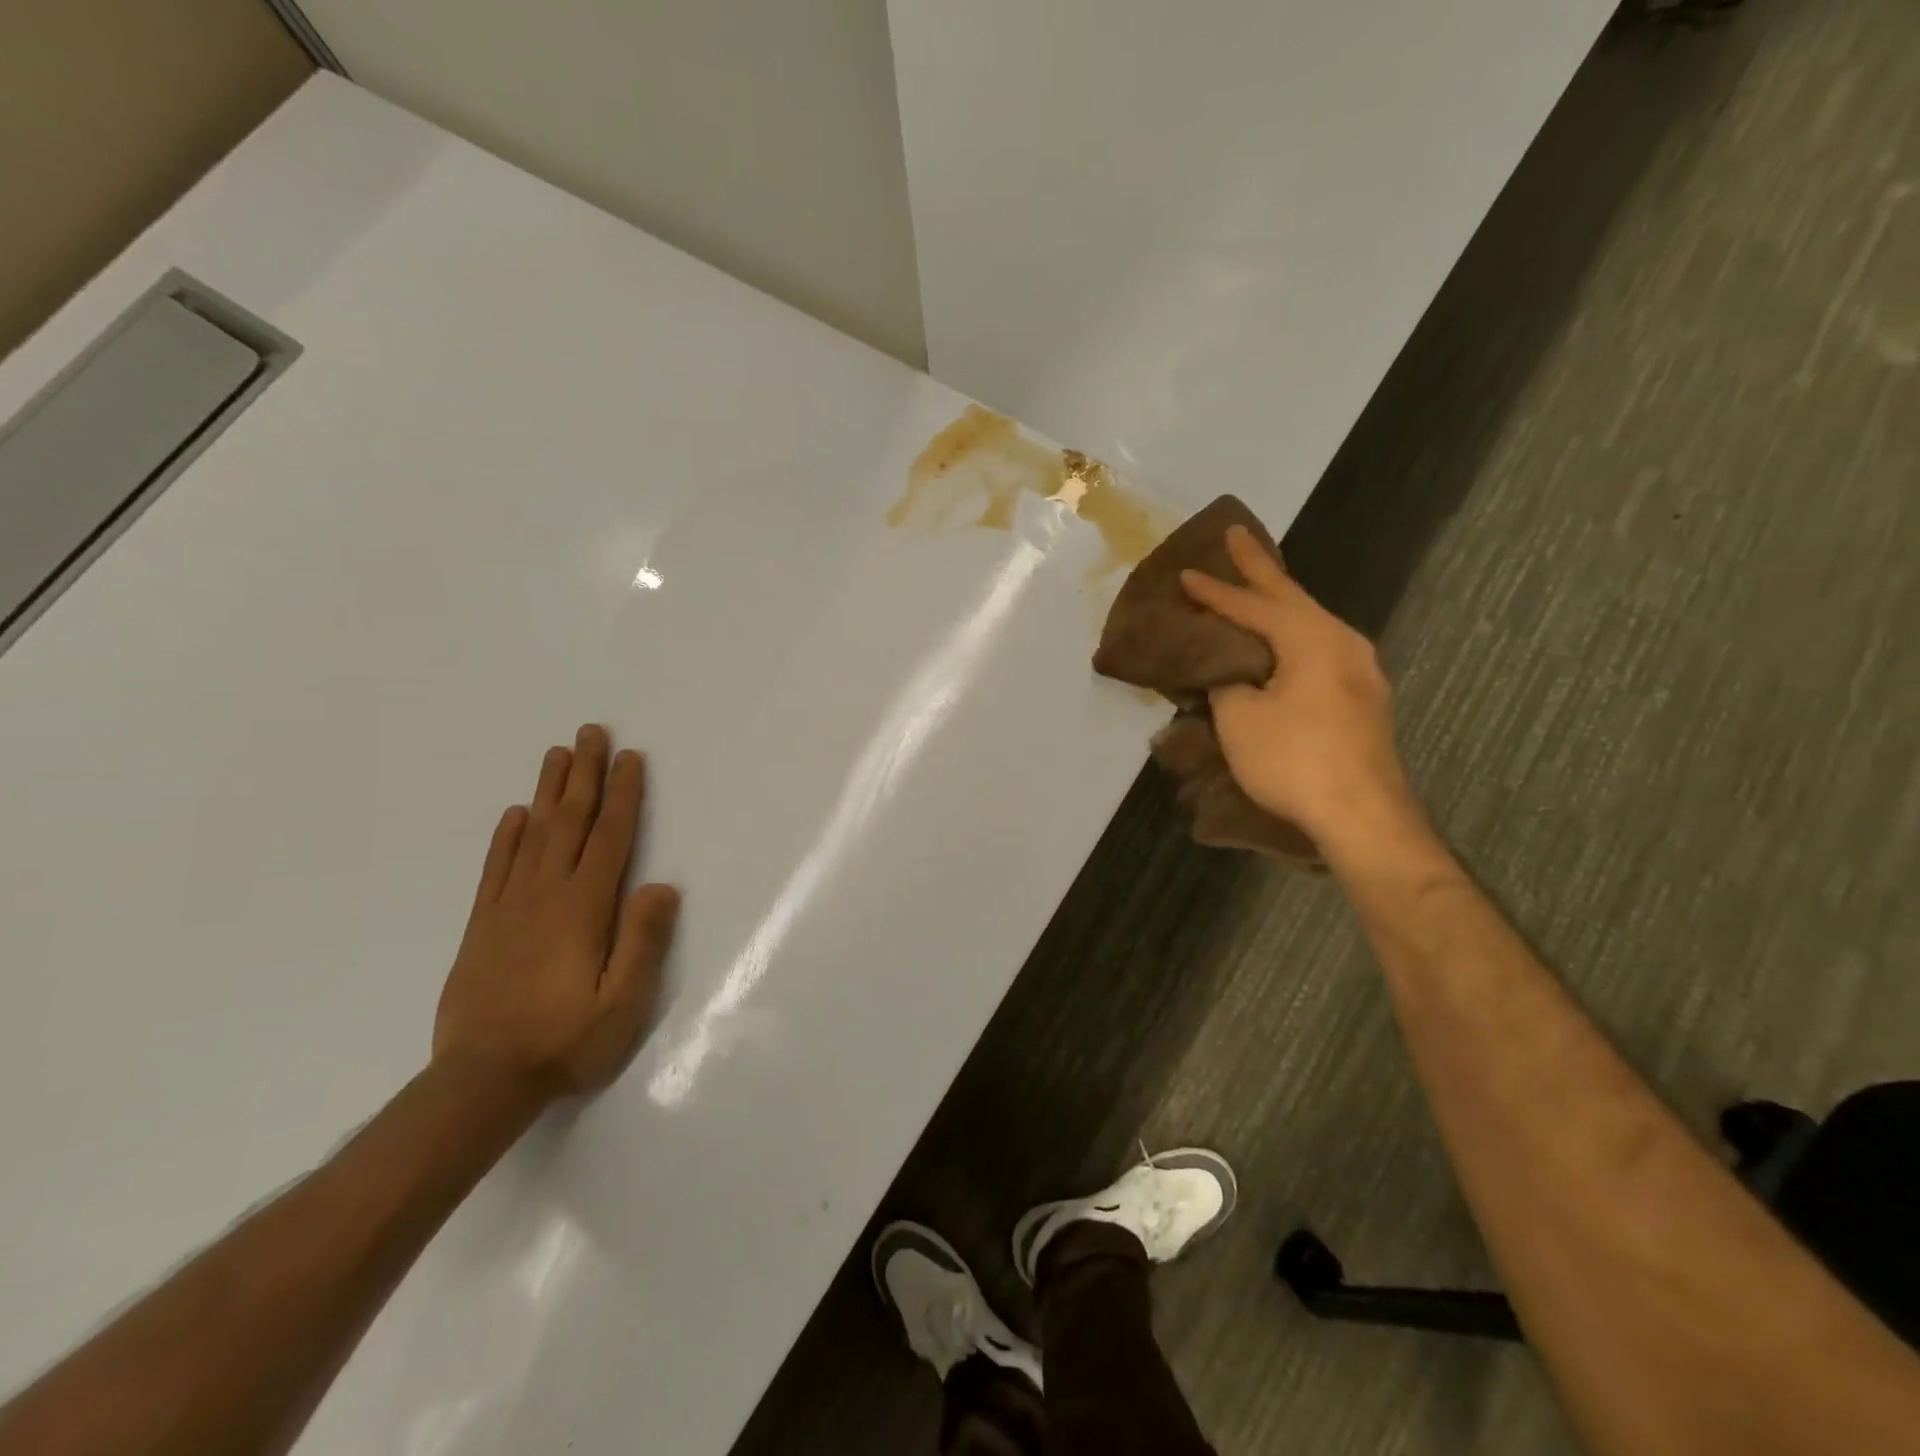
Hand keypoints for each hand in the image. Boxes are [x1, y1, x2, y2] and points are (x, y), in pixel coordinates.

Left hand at [433, 724, 679, 1098]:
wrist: (480, 1081)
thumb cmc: (566, 1041)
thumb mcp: (622, 1002)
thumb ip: (642, 941)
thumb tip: (661, 885)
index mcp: (585, 908)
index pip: (611, 837)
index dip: (624, 794)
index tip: (630, 757)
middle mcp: (547, 894)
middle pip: (571, 822)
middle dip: (585, 774)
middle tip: (591, 731)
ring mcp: (510, 907)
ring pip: (534, 835)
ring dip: (549, 791)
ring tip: (557, 754)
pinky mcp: (483, 925)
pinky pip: (497, 868)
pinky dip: (507, 837)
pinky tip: (515, 815)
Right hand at [1180, 527, 1418, 847]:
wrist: (1362, 815)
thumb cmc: (1294, 760)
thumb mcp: (1240, 718)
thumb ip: (1226, 682)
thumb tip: (1225, 671)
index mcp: (1311, 637)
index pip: (1253, 605)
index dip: (1215, 591)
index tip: (1184, 573)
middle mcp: (1342, 641)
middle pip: (1291, 596)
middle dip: (1259, 567)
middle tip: (1235, 535)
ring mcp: (1359, 670)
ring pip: (1309, 622)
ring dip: (1279, 602)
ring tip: (1256, 585)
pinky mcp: (1362, 697)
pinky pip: (1318, 648)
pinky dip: (1292, 634)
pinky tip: (1282, 640)